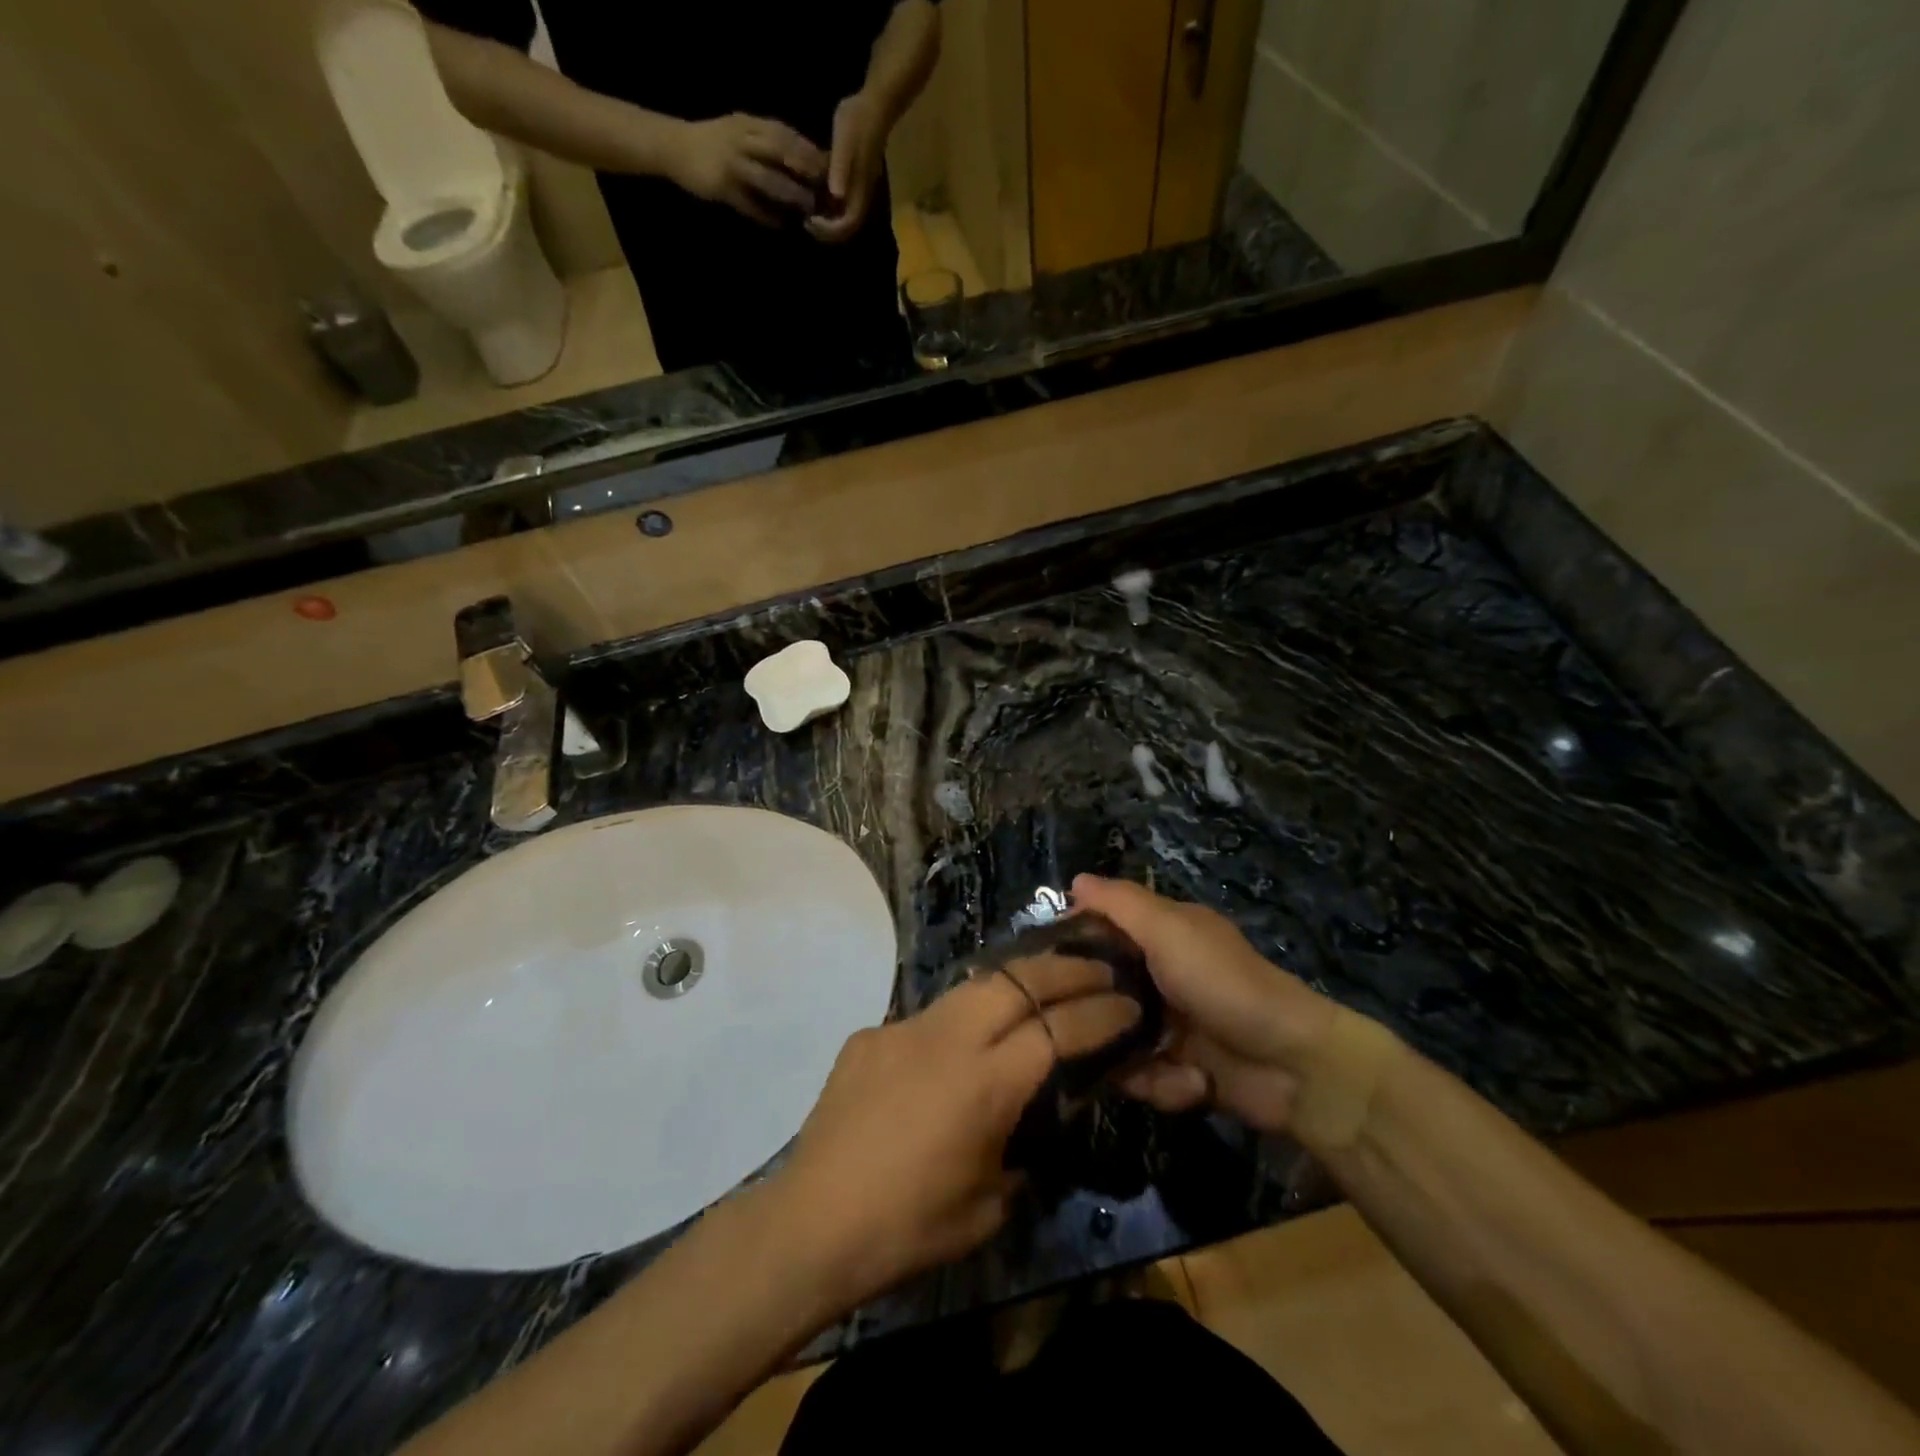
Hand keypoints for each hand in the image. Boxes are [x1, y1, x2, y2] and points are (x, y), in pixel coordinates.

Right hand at [666, 114, 826, 225]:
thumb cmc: (715, 142)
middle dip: (803, 168)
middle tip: (825, 187)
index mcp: (748, 124)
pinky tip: (780, 225)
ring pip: (765, 178)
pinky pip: (748, 204)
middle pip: (778, 151)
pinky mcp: (721, 187)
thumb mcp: (741, 132)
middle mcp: (741, 139)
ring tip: (806, 209)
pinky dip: (765, 215)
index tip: (830, 165)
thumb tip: (803, 159)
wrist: (674, 146)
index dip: (807, 149)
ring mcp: (730, 163)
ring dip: (788, 194)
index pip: (783, 133)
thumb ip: (767, 142)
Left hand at [769, 955, 1140, 1309]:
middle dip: (1066, 969)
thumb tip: (1031, 1128)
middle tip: (1098, 969)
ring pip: (973, 986)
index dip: (1100, 1013)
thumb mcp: (988, 1207)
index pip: (1057, 1029)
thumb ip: (1021, 1153)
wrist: (809, 1225)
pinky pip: (929, 1019)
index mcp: (983, 1083)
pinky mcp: (871, 1035)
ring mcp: (903, 1028)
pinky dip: (960, 1022)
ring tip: (1043, 988)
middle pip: (1018, 980)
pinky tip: (959, 1050)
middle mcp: (946, 1038)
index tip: (1129, 1004)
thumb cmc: (907, 1229)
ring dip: (1016, 982)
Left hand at [806, 91, 889, 243]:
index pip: (846, 226)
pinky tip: (813, 198)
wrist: (874, 106)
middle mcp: (861, 199)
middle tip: (804, 221)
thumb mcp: (845, 142)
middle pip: (845, 229)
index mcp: (860, 192)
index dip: (828, 230)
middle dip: (825, 231)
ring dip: (826, 223)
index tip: (808, 220)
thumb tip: (836, 196)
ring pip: (843, 220)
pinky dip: (828, 210)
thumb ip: (841, 168)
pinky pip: (841, 207)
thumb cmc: (858, 122)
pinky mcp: (855, 184)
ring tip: (806, 213)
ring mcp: (859, 193)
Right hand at [1070, 875, 1337, 1134]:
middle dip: (1092, 1011)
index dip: (1072, 940)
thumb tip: (1075, 880)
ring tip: (1153, 1059)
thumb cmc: (1224, 983)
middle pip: (1100, 989)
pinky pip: (1141, 1077)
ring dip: (1129, 1056)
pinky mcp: (1176, 1070)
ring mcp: (1167, 1026)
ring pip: (1114, 1038)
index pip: (1101, 929)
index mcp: (1160, 935)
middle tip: (1078, 1023)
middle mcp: (1158, 976)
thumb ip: (1121, 904)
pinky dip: (1160, 1083)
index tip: (1041, 959)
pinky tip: (1185, 1082)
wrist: (1293, 1065)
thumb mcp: (1170, 930)